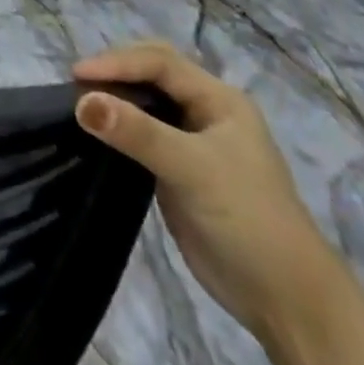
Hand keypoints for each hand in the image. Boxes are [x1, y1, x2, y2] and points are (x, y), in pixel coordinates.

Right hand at [74, 42, 339, 342]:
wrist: (286, 302)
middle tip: (77, 83)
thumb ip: (138, 133)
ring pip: (145, 103)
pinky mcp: (177, 171)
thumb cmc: (248, 220)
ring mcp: (191, 142)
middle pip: (152, 73)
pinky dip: (117, 126)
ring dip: (114, 98)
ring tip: (78, 103)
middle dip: (116, 71)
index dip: (117, 62)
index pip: (159, 62)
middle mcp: (205, 112)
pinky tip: (96, 132)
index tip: (77, 76)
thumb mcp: (192, 169)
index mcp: (219, 100)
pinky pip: (140, 134)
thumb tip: (82, 101)